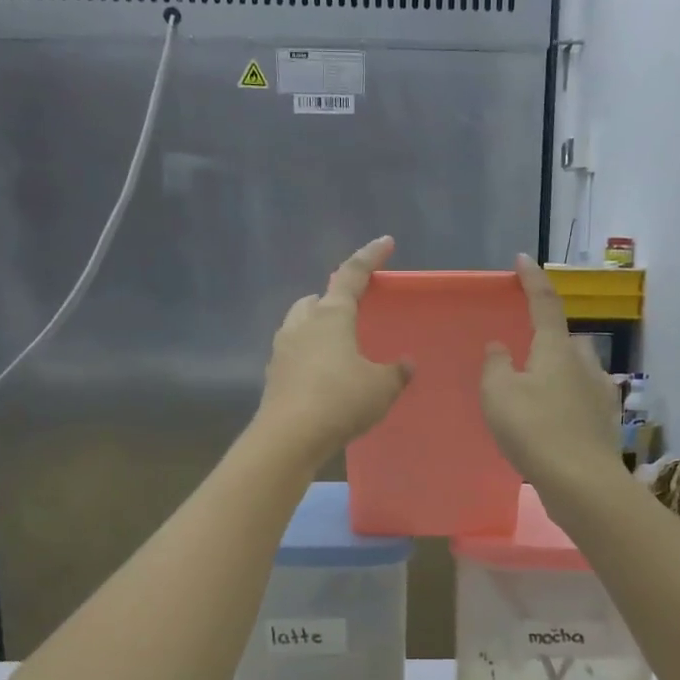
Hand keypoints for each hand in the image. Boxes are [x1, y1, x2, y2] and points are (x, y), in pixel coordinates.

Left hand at [256, 237, 412, 461]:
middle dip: (332, 299)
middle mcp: (302, 324)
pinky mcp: (273, 375)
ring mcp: (282, 350)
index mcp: (331, 316)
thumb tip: (406, 364)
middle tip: (352, 311)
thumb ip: (396, 373)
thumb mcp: (381, 388)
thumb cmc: (340, 401)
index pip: (352, 275)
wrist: (289, 437)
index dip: (370, 257)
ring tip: (338, 347)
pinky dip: (308, 357)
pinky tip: (322, 377)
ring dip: (316, 328)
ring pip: (299, 325)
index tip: (385, 242)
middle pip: (316, 299)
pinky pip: (293, 354)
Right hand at [482, 255, 622, 493]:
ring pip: (576, 370)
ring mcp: (600, 393)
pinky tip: (552, 420)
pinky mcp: (605, 422)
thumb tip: (500, 346)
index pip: (544, 303)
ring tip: (534, 391)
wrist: (581, 483)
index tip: (522, 259)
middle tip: (523, 351)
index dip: (532, 280)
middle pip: (565, 339)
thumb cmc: (534, 430)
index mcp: (557, 349)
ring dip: (557, 372)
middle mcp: (584, 364)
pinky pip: (581, 398)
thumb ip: (496, 365)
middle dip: (547, 337)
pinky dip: (565, 400)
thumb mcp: (499, 394)